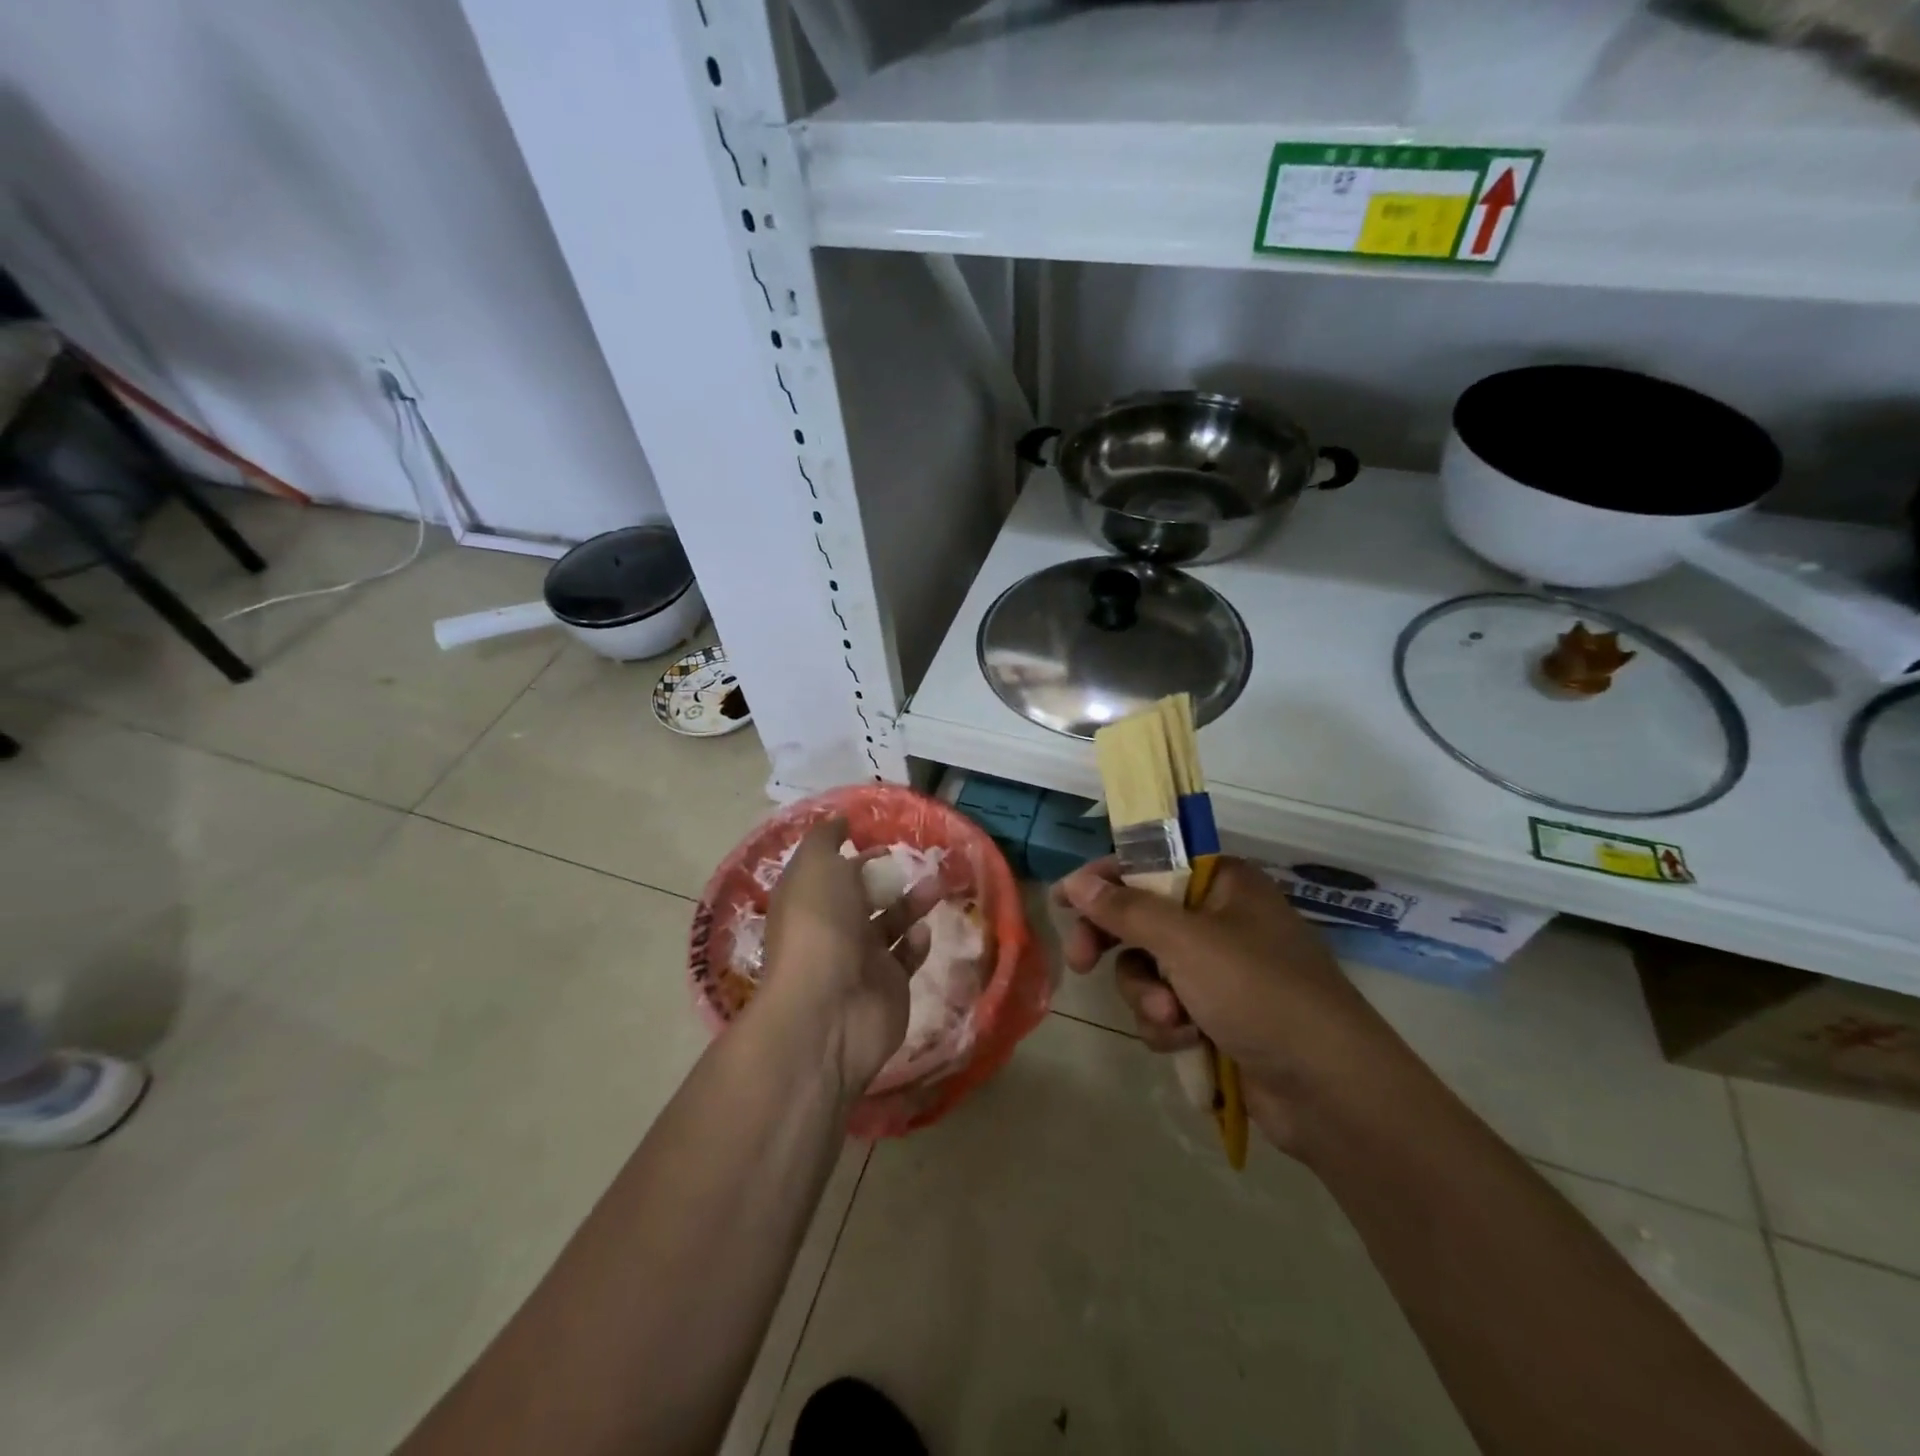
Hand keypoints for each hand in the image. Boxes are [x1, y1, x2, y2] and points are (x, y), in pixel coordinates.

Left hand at [759, 818, 938, 1098]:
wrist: (830, 1009)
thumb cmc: (819, 927)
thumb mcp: (815, 866)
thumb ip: (826, 839)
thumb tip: (839, 819)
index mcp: (809, 900)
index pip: (831, 871)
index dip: (854, 854)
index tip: (882, 839)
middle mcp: (832, 929)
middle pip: (864, 897)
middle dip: (888, 877)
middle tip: (918, 860)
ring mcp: (860, 961)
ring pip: (890, 923)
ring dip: (912, 903)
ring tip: (935, 886)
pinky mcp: (888, 987)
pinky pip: (906, 958)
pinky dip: (915, 942)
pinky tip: (921, 932)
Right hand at [1052, 857, 1404, 1152]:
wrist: (1330, 1091)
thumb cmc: (1260, 993)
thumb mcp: (1187, 943)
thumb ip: (1126, 910)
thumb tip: (1077, 883)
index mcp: (1222, 883)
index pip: (1149, 864)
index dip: (1104, 880)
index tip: (1065, 900)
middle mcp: (1218, 920)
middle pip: (1140, 919)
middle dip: (1116, 946)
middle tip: (1082, 962)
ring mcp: (1218, 972)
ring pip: (1147, 970)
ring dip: (1148, 996)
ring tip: (1174, 1019)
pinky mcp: (1216, 1016)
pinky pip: (1165, 1008)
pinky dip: (1168, 1026)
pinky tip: (1188, 1042)